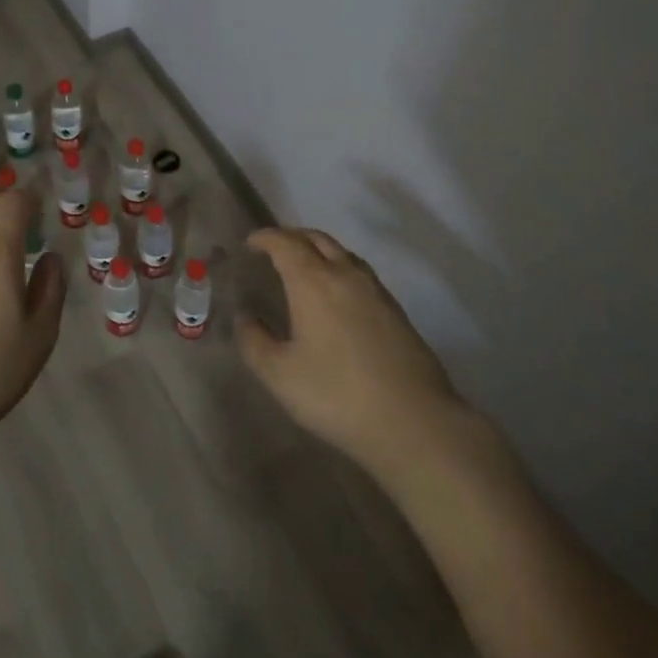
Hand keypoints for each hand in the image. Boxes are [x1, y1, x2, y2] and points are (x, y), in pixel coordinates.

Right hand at [238, 227, 470, 473]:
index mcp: (313, 282)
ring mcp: (376, 291)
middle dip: (291, 237)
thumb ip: (254, 342)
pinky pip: (360, 272)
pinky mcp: (396, 311)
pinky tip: (337, 295)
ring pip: (342, 253)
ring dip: (318, 250)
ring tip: (304, 267)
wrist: (413, 421)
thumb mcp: (280, 375)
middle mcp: (345, 275)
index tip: (250, 244)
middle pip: (316, 239)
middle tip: (273, 250)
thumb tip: (244, 319)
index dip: (265, 238)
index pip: (285, 243)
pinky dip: (340, 268)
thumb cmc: (337, 395)